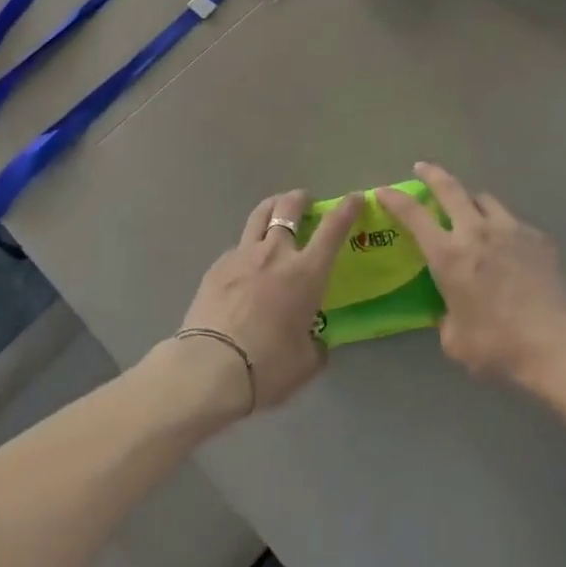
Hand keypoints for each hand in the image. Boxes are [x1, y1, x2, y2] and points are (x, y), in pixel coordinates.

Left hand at [177, 190, 362, 416]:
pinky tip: (245, 265)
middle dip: (300, 199)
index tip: (355, 198)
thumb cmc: (268, 366)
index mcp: (306, 273)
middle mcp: (275, 254)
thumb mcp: (306, 362)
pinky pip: (237, 247)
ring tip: (275, 211)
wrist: (210, 368)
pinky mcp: (215, 267)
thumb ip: (315, 345)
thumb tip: (313, 341)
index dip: (347, 209)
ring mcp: (242, 256)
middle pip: (288, 208)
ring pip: (259, 215)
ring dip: (272, 208)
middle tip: (305, 202)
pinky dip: (247, 248)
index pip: (333, 229)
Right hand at [377, 163, 565, 386]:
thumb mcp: (456, 341)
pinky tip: (508, 246)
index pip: (413, 215)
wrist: (559, 345)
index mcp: (449, 256)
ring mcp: (511, 230)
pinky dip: (502, 227)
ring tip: (469, 209)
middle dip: (432, 174)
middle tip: (422, 168)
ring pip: (484, 199)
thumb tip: (450, 313)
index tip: (383, 191)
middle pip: (450, 188)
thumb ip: (446, 319)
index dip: (394, 199)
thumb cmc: (499, 346)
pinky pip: (513, 222)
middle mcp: (476, 232)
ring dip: (470, 200)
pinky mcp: (539, 239)